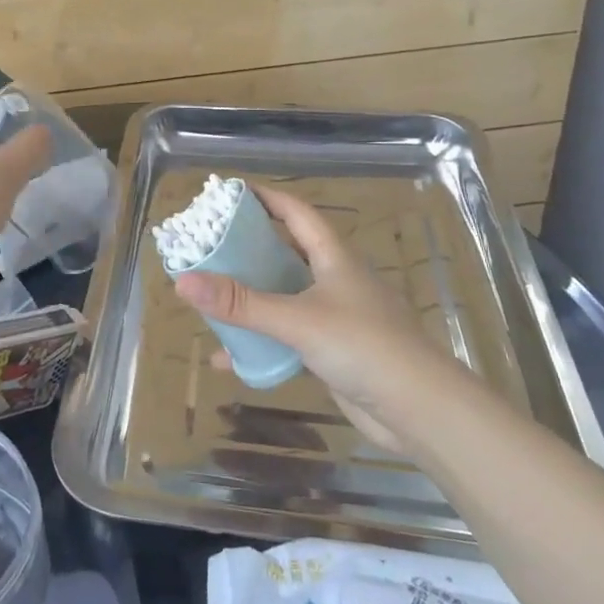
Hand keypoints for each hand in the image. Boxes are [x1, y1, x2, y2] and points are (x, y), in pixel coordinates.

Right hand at [172, 184, 464, 453]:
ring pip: (284, 296)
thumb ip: (241, 303)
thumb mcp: (297, 319)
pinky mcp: (333, 351)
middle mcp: (334, 279)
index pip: (295, 212)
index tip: (226, 193)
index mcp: (333, 256)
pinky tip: (230, 357)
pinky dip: (260, 342)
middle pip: (285, 252)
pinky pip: (287, 336)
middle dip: (248, 247)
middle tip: (208, 244)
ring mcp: (335, 316)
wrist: (420, 410)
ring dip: (251, 296)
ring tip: (211, 294)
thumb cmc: (364, 346)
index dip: (264, 197)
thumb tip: (183, 281)